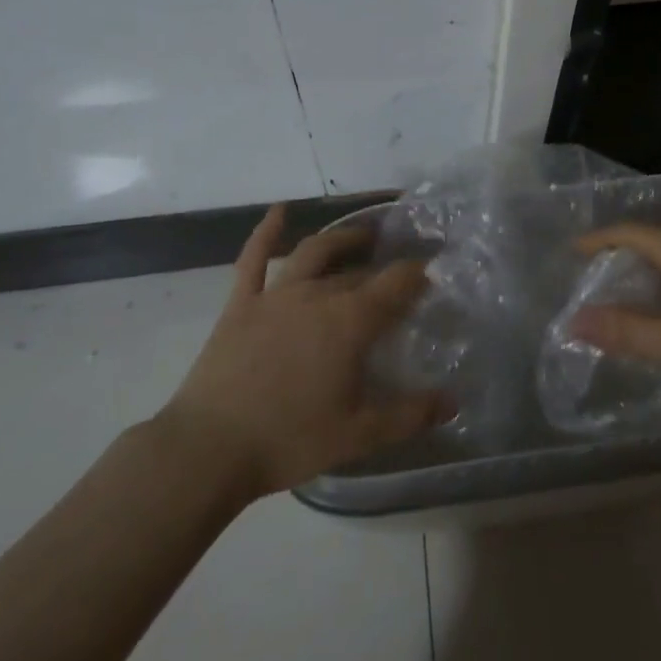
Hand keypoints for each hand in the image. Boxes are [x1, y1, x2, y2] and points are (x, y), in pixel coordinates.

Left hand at [159, 205, 445, 499]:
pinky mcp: (241, 304)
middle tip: (399, 273)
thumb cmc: (289, 440)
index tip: (431, 275)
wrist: (208, 449)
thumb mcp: (358, 435)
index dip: (417, 275)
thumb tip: (452, 402)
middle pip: (357, 272)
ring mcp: (275, 295)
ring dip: (340, 240)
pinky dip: (266, 232)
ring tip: (361, 236)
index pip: (395, 284)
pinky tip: (279, 210)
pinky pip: (254, 259)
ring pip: (314, 252)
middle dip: (383, 268)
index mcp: (349, 322)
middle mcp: (316, 295)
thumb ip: (409, 416)